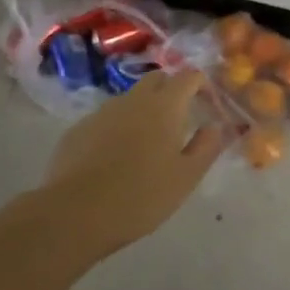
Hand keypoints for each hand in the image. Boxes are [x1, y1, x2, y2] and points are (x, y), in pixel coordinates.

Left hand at [45, 69, 224, 252]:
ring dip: (143, 110)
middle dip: (171, 90)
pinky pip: (106, 119)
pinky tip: (114, 159)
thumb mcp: (186, 177)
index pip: (189, 76)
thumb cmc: (141, 196)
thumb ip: (206, 147)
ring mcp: (102, 112)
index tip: (208, 103)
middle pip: (157, 78)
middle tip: (179, 119)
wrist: (75, 213)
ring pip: (130, 99)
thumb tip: (214, 126)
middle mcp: (134, 99)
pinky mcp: (78, 129)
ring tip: (146, 144)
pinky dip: (117, 128)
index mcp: (165, 105)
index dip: (201, 84)